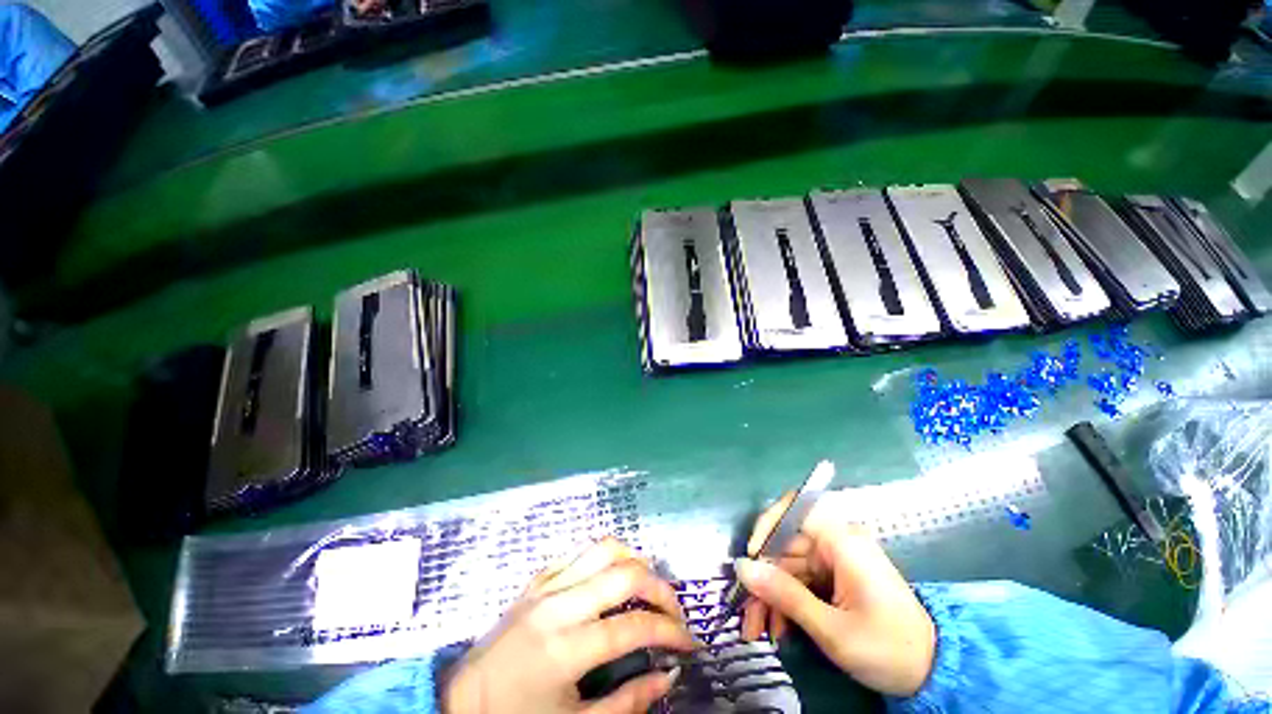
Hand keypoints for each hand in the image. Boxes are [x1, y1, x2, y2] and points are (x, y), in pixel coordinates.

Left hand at [443, 537, 695, 713]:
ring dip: (635, 561)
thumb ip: (628, 702)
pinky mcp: (538, 577)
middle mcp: (559, 605)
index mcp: (566, 648)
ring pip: (603, 549)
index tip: (689, 644)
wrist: (464, 700)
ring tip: (649, 585)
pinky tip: (613, 576)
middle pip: (624, 575)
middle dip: (660, 589)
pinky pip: (580, 552)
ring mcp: (547, 584)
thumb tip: (668, 676)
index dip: (669, 633)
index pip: (633, 629)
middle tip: (675, 610)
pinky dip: (605, 557)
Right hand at [736, 492, 935, 696]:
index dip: (766, 526)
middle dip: (763, 580)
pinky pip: (800, 580)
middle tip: (748, 616)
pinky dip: (786, 602)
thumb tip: (742, 568)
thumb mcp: (832, 629)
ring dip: (771, 597)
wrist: (933, 673)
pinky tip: (778, 629)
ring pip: (788, 566)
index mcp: (841, 540)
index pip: (794, 508)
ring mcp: (835, 559)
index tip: (751, 558)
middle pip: (785, 546)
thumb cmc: (889, 649)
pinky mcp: (835, 576)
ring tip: (758, 631)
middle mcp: (835, 541)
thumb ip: (785, 595)